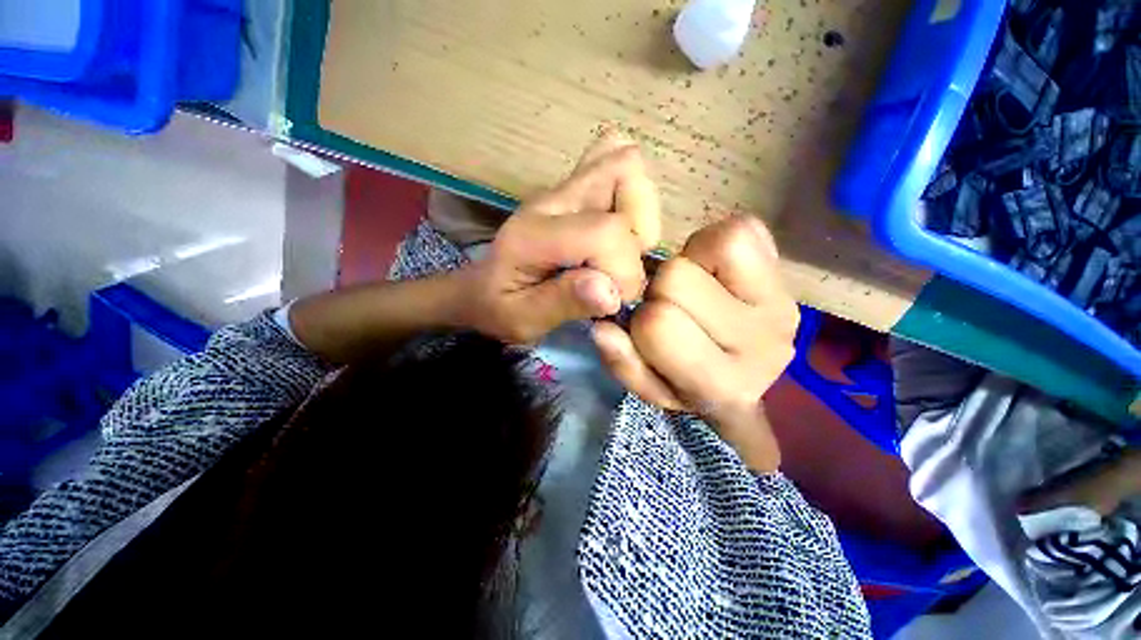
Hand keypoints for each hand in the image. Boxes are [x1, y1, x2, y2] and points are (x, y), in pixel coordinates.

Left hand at [456, 132, 661, 343]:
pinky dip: (631, 194)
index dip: (625, 270)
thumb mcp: (524, 319)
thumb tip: (611, 292)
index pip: (607, 231)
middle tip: (619, 270)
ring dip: (640, 213)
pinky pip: (617, 167)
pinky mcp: (573, 191)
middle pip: (625, 177)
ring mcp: (563, 190)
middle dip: (640, 234)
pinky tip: (619, 224)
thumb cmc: (499, 307)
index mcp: (536, 234)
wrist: (480, 288)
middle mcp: (552, 201)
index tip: (613, 299)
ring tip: (621, 250)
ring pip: (626, 166)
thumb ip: (564, 303)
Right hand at [592, 217, 798, 471]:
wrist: (747, 371)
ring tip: (698, 289)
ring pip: (709, 246)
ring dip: (689, 264)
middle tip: (674, 308)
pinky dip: (714, 245)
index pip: (658, 324)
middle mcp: (761, 344)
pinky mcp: (788, 271)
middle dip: (661, 290)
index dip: (642, 320)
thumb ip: (624, 363)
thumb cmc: (690, 382)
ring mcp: (782, 303)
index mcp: (720, 383)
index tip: (649, 329)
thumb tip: (602, 329)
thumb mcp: (650, 386)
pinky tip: (716, 272)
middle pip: (676, 280)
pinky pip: (741, 230)